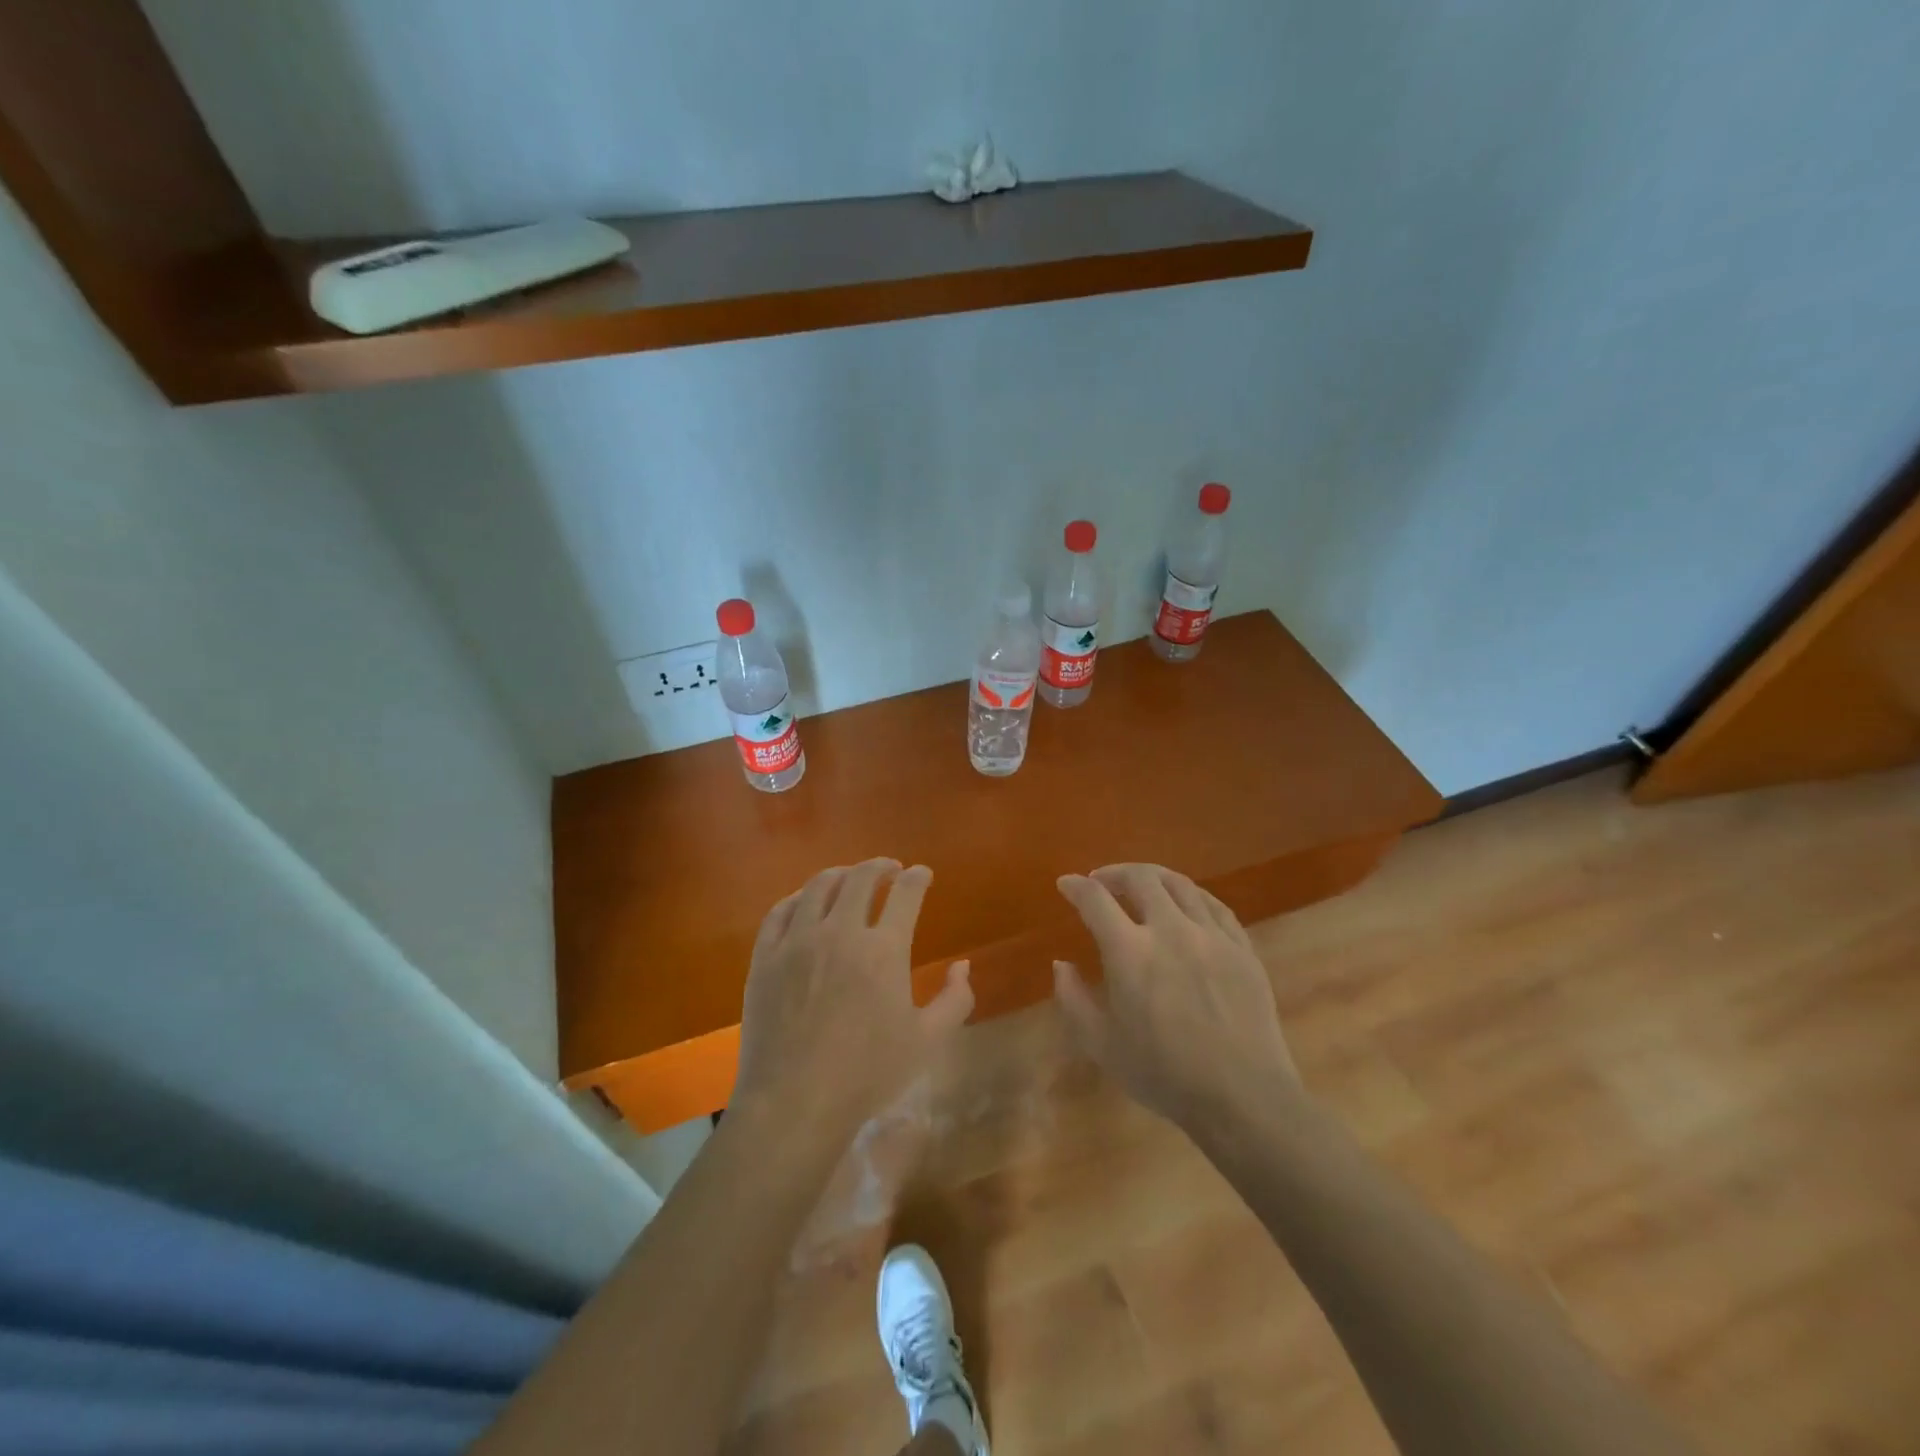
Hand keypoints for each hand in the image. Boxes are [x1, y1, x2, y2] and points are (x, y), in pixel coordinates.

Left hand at [734, 859, 973, 1138]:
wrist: (794, 1102)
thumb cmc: (867, 1074)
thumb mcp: (927, 1041)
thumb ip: (954, 999)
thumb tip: (963, 965)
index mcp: (884, 950)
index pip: (906, 893)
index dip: (918, 877)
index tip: (922, 875)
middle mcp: (841, 932)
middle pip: (861, 878)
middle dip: (881, 867)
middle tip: (890, 870)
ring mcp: (798, 941)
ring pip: (819, 886)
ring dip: (841, 874)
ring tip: (850, 878)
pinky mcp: (765, 956)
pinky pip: (781, 911)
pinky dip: (799, 898)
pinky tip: (806, 902)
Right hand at [1054, 864, 1300, 1129]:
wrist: (1243, 1097)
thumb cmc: (1164, 1075)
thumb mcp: (1101, 1045)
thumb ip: (1073, 998)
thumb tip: (1061, 963)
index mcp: (1130, 952)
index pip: (1095, 900)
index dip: (1076, 887)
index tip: (1066, 884)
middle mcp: (1170, 930)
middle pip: (1140, 878)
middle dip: (1114, 873)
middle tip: (1102, 882)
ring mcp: (1211, 935)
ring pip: (1180, 884)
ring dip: (1152, 877)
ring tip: (1141, 884)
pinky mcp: (1242, 947)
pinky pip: (1214, 905)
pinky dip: (1191, 895)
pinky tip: (1185, 904)